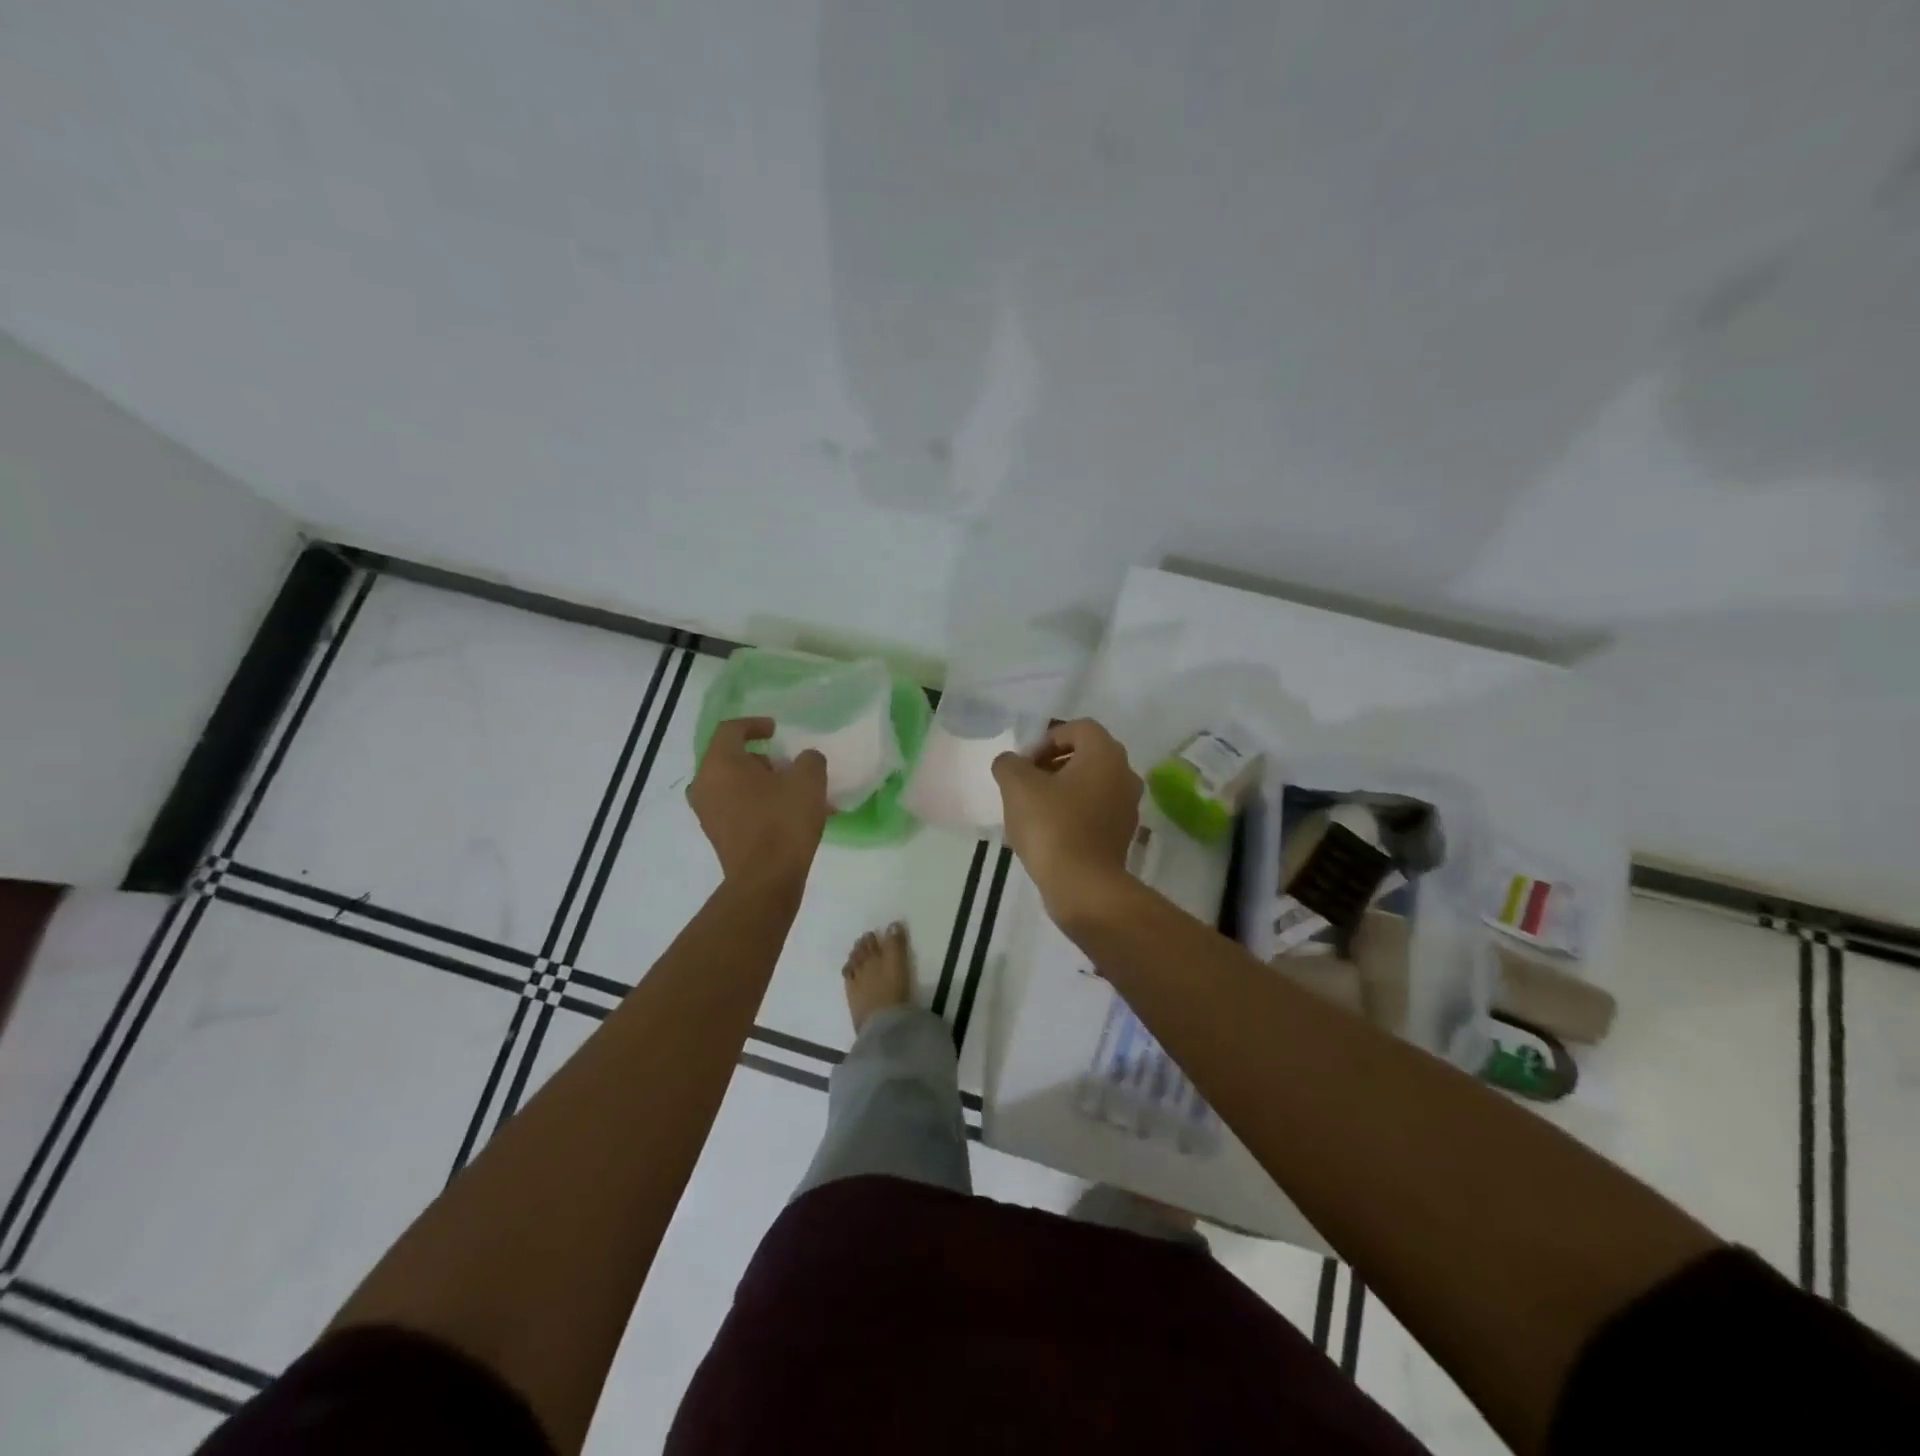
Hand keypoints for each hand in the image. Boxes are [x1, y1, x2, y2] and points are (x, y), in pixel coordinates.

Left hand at [688, 718, 828, 885]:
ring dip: (760, 783)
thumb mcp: (808, 781)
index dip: (754, 724)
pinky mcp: (716, 835)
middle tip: (786, 766)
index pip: (730, 730)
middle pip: (729, 759)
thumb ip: (808, 760)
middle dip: (760, 758)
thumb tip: (804, 761)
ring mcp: (707, 812)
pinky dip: (757, 803)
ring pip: (733, 785)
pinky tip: (787, 815)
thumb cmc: (783, 821)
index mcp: (720, 763)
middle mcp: (704, 784)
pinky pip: (735, 807)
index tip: (776, 730)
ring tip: (793, 793)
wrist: (765, 880)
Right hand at [992, 719, 1141, 924]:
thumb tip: (1011, 763)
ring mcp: (1128, 806)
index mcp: (1105, 754)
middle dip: (1053, 763)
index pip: (1078, 728)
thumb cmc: (1051, 825)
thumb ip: (1009, 764)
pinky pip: (1097, 810)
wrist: (1082, 885)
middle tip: (1026, 782)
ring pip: (1092, 783)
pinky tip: (1050, 831)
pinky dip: (1075, 811)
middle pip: (1087, 755)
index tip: (1025, 763)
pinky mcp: (1123, 834)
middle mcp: (1125, 774)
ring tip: (1034, 807)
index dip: (1047, 739)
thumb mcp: (1017, 786)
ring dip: (1064, 788)